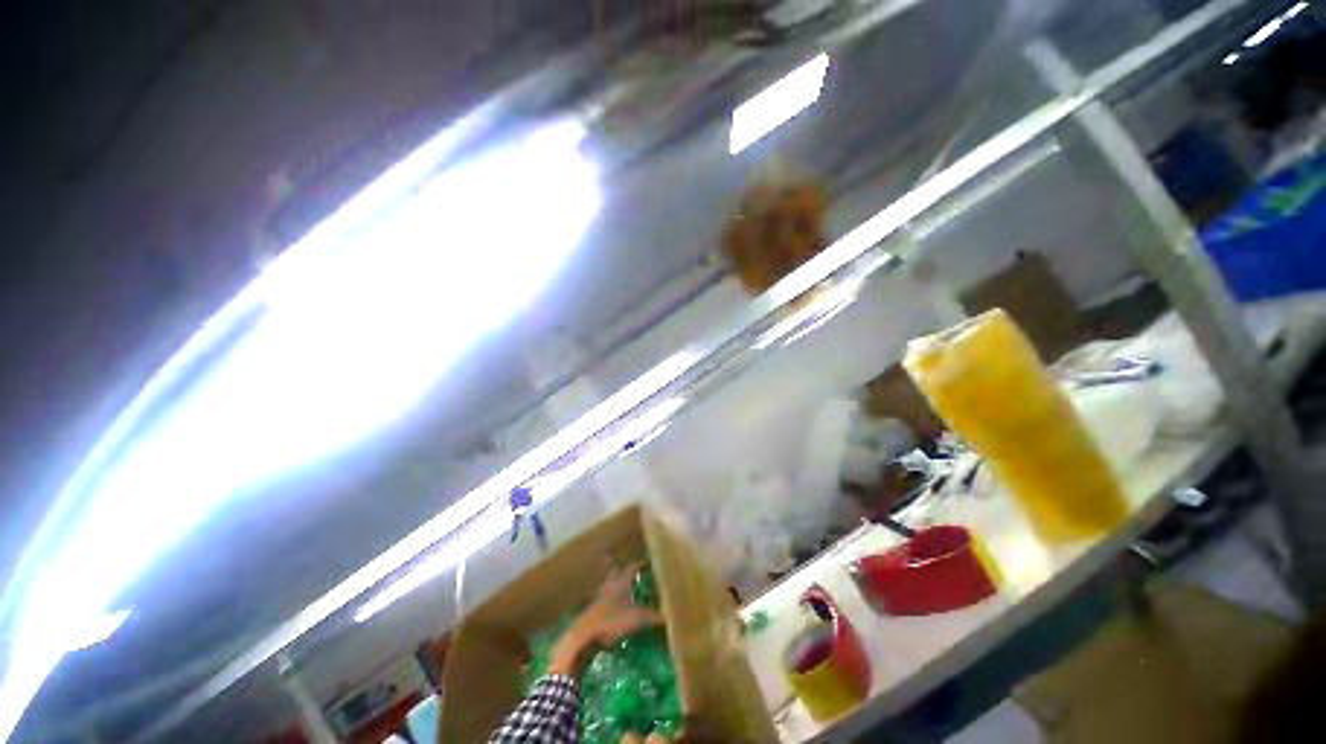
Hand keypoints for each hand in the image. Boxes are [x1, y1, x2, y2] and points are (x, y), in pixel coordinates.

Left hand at [548, 563, 662, 676]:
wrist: (583, 639)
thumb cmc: (610, 623)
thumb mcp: (635, 619)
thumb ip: (653, 616)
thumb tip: (671, 614)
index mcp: (619, 584)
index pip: (631, 568)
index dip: (640, 564)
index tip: (648, 559)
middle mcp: (609, 587)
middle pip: (616, 573)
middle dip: (623, 568)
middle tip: (632, 564)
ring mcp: (599, 598)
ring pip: (608, 584)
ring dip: (614, 581)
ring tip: (620, 579)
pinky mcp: (593, 611)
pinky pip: (603, 598)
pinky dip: (608, 598)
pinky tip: (611, 603)